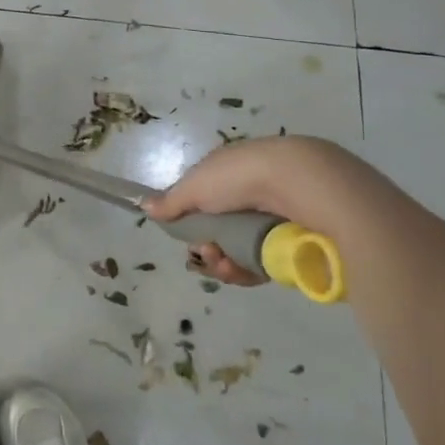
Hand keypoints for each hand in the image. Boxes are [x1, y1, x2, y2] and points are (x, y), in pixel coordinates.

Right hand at [141, 136, 374, 287]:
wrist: (300, 183)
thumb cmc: (240, 177)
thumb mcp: (196, 185)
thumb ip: (171, 201)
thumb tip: (144, 206)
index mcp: (231, 173)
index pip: (206, 202)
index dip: (191, 222)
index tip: (185, 234)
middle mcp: (253, 194)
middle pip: (221, 231)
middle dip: (208, 246)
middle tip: (207, 253)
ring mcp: (275, 219)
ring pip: (241, 251)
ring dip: (224, 263)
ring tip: (224, 264)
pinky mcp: (293, 244)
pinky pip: (264, 264)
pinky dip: (248, 271)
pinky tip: (241, 270)